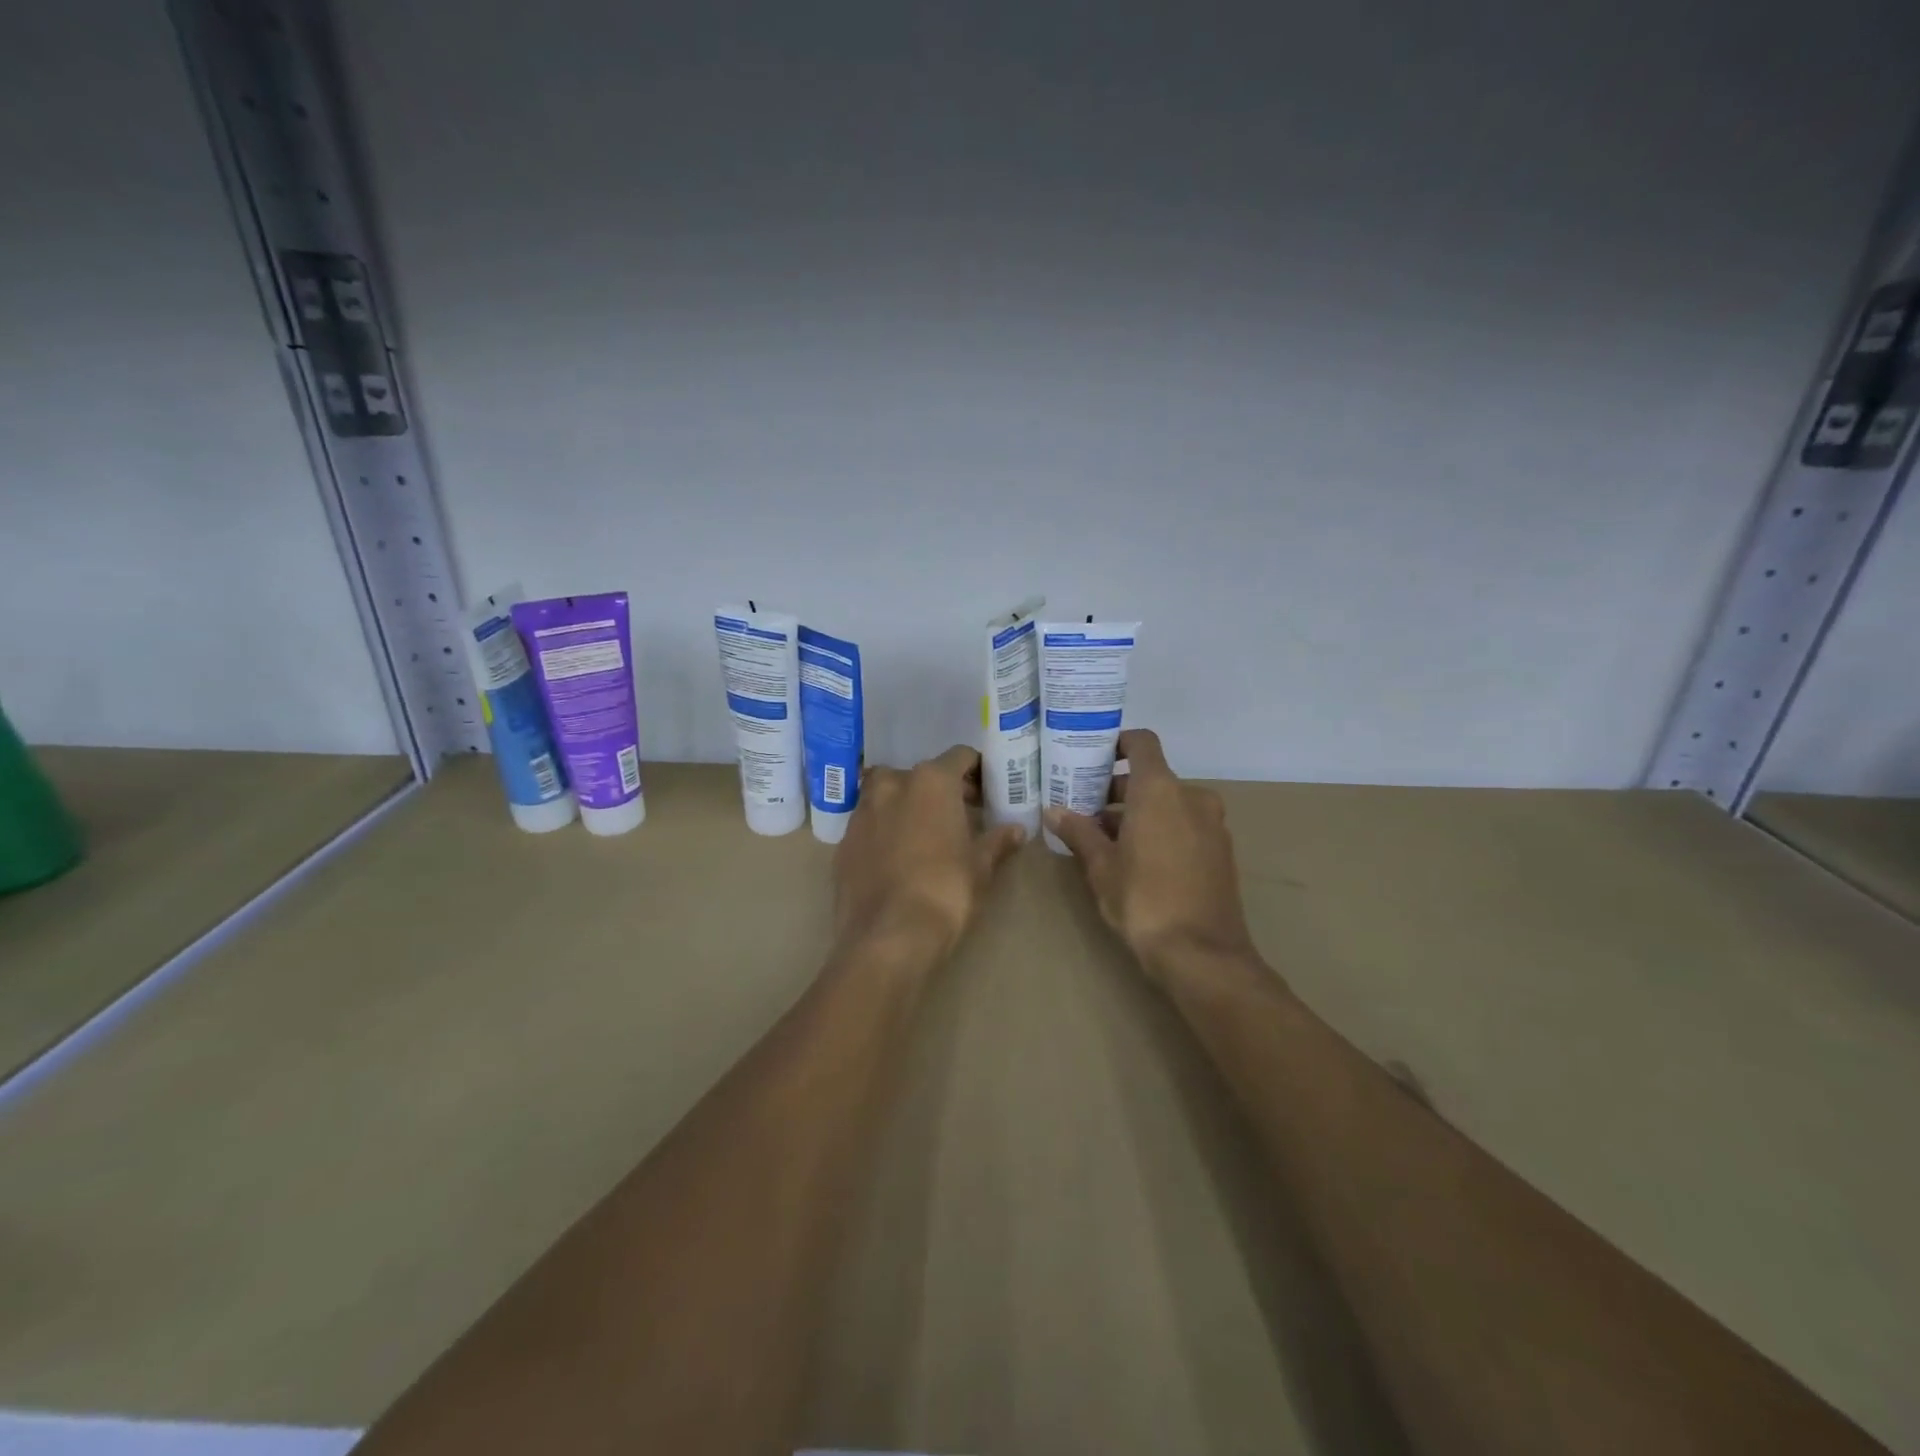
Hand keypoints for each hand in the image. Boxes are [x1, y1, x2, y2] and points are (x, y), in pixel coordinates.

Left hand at [834, 745, 1026, 961]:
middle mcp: (892, 785)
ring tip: (926, 835)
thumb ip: (997, 841)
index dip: (976, 771)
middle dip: (941, 790)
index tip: (986, 791)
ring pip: (889, 795)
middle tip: (960, 815)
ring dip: (908, 806)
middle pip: (921, 775)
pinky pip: (870, 824)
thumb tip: (1016, 830)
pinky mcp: (843, 842)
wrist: (887, 936)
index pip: (959, 757)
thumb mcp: (980, 867)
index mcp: (931, 781)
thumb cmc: (945, 891)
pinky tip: (898, 858)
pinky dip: (885, 830)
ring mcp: (862, 812)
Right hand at [1044, 729, 1255, 979]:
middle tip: (1086, 809)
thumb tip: (1052, 811)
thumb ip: (1078, 832)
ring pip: (1170, 803)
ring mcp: (1213, 825)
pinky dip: (1162, 829)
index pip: (1142, 743)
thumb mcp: (1101, 866)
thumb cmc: (1143, 900)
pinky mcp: (1222, 851)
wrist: (1202, 954)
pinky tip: (1139, 859)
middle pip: (1153, 777)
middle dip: (1118, 790)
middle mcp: (1192, 797)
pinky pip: (1186, 825)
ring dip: (1140, 813)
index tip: (1092, 757)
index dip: (1118, 743)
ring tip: (1106, 839)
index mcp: (1161, 790)